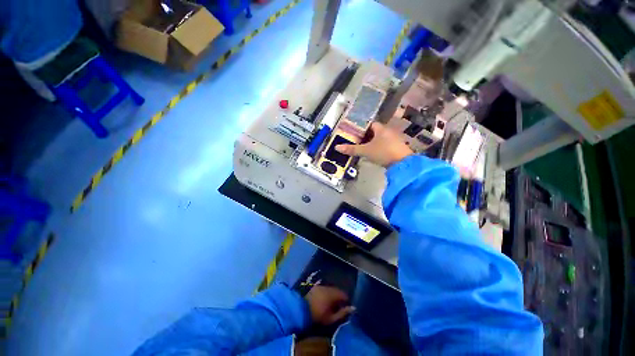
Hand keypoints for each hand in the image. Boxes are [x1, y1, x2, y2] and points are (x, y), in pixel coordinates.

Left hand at [305, 285, 354, 324]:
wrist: (300, 310)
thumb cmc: (317, 315)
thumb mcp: (331, 318)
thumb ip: (342, 313)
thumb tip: (353, 308)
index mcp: (333, 294)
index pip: (343, 294)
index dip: (346, 300)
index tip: (346, 307)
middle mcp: (327, 287)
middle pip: (337, 290)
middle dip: (339, 297)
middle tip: (339, 306)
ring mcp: (320, 286)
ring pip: (330, 289)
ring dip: (333, 295)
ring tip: (332, 304)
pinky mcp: (315, 287)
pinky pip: (324, 289)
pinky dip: (326, 293)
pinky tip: (324, 300)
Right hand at [335, 122, 412, 166]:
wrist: (403, 164)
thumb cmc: (383, 153)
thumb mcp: (366, 151)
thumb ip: (352, 149)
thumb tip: (337, 147)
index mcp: (381, 129)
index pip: (370, 124)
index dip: (362, 127)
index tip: (355, 133)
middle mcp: (389, 131)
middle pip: (375, 131)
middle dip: (366, 136)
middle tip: (357, 141)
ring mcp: (394, 139)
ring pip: (380, 138)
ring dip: (373, 142)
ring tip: (363, 148)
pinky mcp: (397, 148)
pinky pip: (385, 145)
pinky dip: (379, 147)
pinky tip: (374, 154)